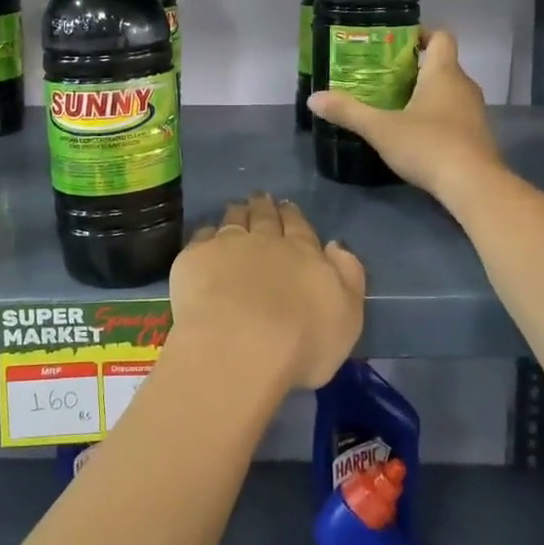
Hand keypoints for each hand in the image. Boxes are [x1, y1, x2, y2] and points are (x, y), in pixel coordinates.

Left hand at [168, 193, 365, 390]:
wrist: (239, 346)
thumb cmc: (301, 343)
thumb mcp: (346, 318)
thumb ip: (347, 277)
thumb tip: (335, 245)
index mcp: (303, 254)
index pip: (299, 227)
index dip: (293, 216)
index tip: (287, 207)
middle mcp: (265, 241)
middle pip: (265, 217)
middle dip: (264, 206)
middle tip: (261, 197)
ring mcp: (227, 245)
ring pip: (233, 220)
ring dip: (237, 212)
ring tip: (236, 207)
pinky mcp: (195, 258)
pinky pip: (202, 237)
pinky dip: (206, 234)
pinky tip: (205, 236)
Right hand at [307, 29, 500, 201]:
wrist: (474, 186)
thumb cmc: (428, 145)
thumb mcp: (380, 129)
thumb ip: (348, 112)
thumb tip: (314, 99)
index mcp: (444, 74)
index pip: (441, 37)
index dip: (421, 33)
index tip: (395, 42)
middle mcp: (463, 86)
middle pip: (441, 65)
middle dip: (413, 68)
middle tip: (381, 76)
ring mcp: (473, 113)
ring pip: (447, 92)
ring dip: (423, 93)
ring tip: (391, 104)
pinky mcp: (475, 136)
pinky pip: (453, 115)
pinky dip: (434, 116)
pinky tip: (411, 133)